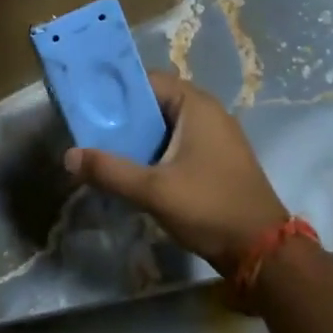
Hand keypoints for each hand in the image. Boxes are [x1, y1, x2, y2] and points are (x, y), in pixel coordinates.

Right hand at [65, 74, 289, 277]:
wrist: (264, 251)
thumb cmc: (209, 207)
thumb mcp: (154, 190)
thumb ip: (110, 171)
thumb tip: (69, 156)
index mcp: (195, 104)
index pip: (147, 81)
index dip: (116, 91)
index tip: (87, 106)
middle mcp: (207, 111)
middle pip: (155, 102)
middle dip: (124, 117)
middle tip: (90, 131)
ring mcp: (216, 135)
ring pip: (166, 125)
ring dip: (139, 136)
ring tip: (106, 151)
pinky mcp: (218, 158)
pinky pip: (179, 142)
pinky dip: (157, 150)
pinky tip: (136, 170)